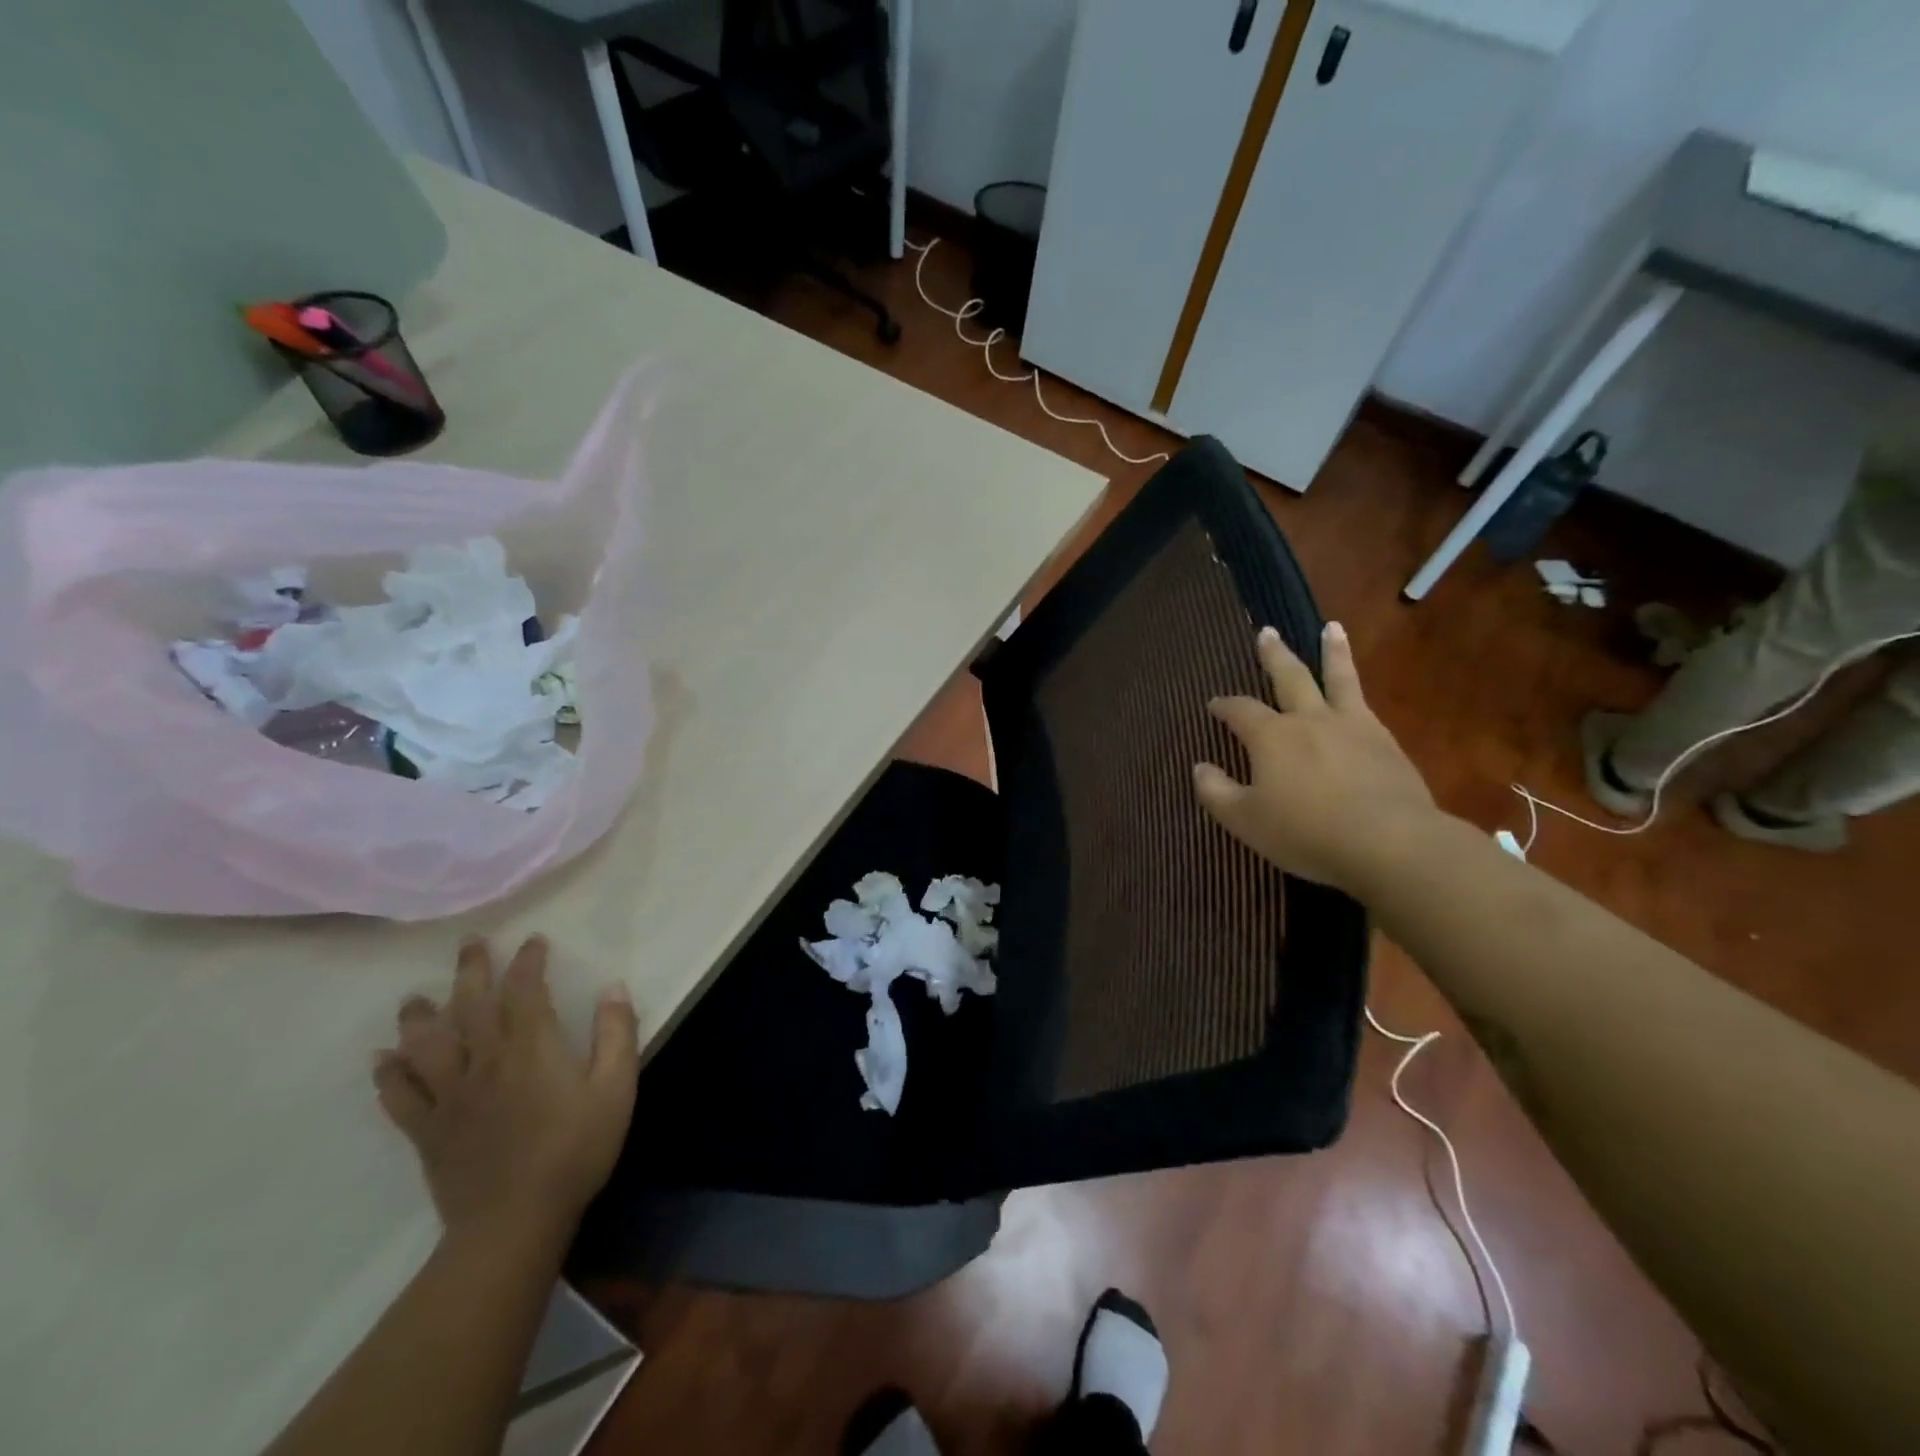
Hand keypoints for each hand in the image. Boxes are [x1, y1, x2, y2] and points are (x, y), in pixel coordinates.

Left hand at [373, 935, 639, 1245]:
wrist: (514, 1223)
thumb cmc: (575, 1151)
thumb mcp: (616, 1090)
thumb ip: (616, 1034)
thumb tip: (613, 988)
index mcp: (531, 1048)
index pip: (525, 989)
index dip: (528, 961)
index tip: (533, 942)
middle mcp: (484, 1061)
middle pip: (471, 1005)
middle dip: (470, 970)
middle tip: (469, 944)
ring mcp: (450, 1096)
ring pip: (425, 1045)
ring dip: (419, 1017)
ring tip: (414, 998)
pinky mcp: (427, 1130)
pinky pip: (399, 1097)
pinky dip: (387, 1075)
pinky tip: (382, 1061)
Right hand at [1192, 622, 1438, 893]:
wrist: (1389, 843)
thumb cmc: (1306, 832)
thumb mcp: (1245, 820)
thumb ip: (1216, 791)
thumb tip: (1199, 767)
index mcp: (1271, 736)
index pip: (1240, 710)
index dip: (1225, 705)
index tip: (1214, 704)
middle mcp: (1310, 720)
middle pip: (1289, 677)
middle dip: (1274, 655)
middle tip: (1267, 632)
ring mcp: (1353, 727)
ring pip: (1339, 679)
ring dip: (1333, 651)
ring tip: (1332, 628)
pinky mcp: (1386, 743)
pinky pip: (1365, 706)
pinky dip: (1357, 692)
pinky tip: (1358, 696)